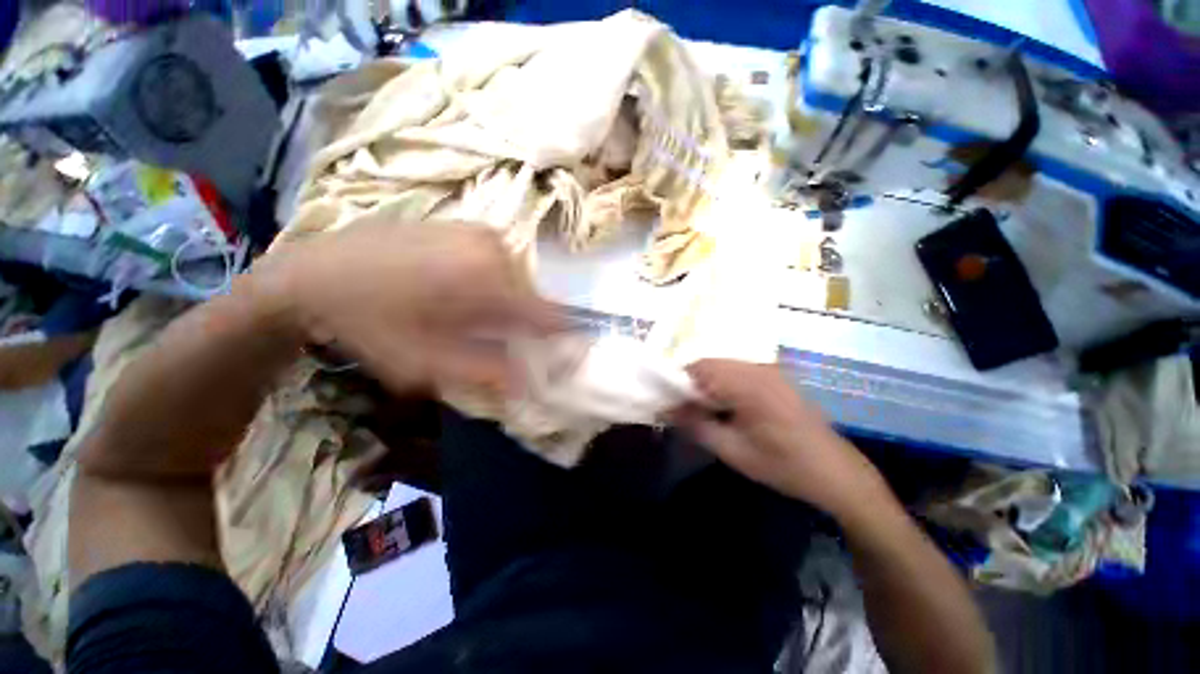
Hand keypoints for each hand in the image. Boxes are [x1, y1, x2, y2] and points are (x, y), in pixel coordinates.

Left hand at [255, 223, 561, 395]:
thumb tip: (529, 382)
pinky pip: (498, 263)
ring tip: (464, 313)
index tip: (554, 354)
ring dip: (503, 303)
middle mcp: (497, 251)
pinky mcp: (466, 226)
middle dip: (520, 323)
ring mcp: (481, 233)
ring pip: (516, 281)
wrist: (316, 270)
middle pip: (533, 299)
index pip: (553, 316)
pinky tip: (453, 289)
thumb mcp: (426, 363)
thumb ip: (485, 372)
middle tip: (487, 338)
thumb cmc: (370, 322)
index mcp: (492, 284)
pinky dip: (489, 282)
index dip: (560, 339)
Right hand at [672, 359, 887, 518]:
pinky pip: (739, 371)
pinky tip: (727, 407)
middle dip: (692, 384)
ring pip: (724, 366)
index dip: (679, 383)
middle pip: (711, 364)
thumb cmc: (784, 465)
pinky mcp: (776, 377)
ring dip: (708, 384)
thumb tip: (666, 409)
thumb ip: (696, 425)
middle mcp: (759, 368)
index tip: (670, 403)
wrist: (836, 473)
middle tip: (686, 410)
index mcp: (748, 384)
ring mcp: (770, 370)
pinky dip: (724, 384)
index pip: (700, 368)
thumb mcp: (733, 451)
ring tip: (705, 411)